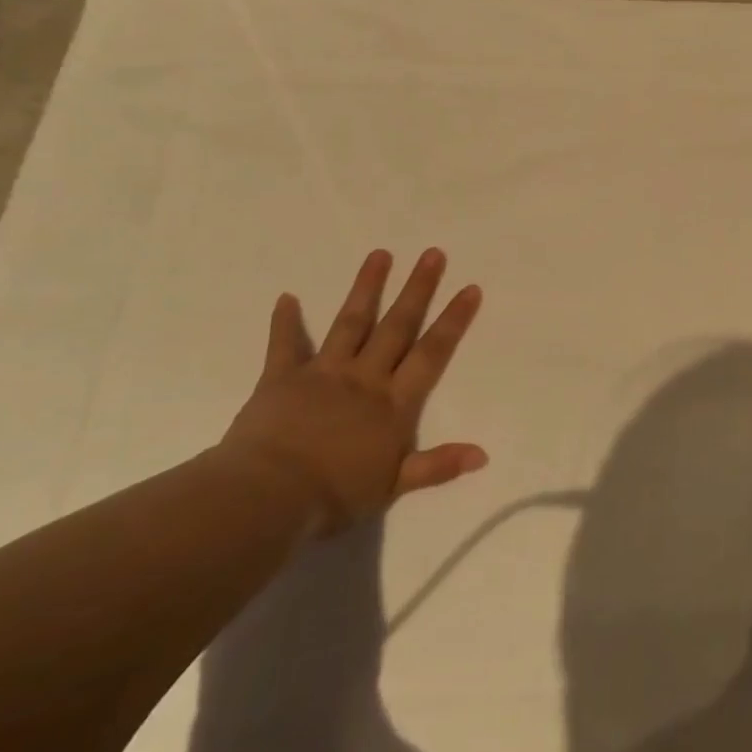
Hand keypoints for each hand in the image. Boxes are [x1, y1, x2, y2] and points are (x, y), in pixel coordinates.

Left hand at [217, 248, 485, 532]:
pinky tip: (286, 297)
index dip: (452, 321)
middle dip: (417, 289)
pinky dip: (285, 322)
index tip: (469, 288)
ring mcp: (323, 373)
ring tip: (380, 254)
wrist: (267, 498)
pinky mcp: (282, 378)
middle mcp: (364, 378)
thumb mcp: (393, 486)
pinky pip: (284, 345)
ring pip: (351, 323)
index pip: (431, 354)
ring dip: (366, 288)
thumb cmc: (335, 495)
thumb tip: (483, 454)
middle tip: (433, 253)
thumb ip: (438, 465)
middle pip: (397, 326)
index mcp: (393, 403)